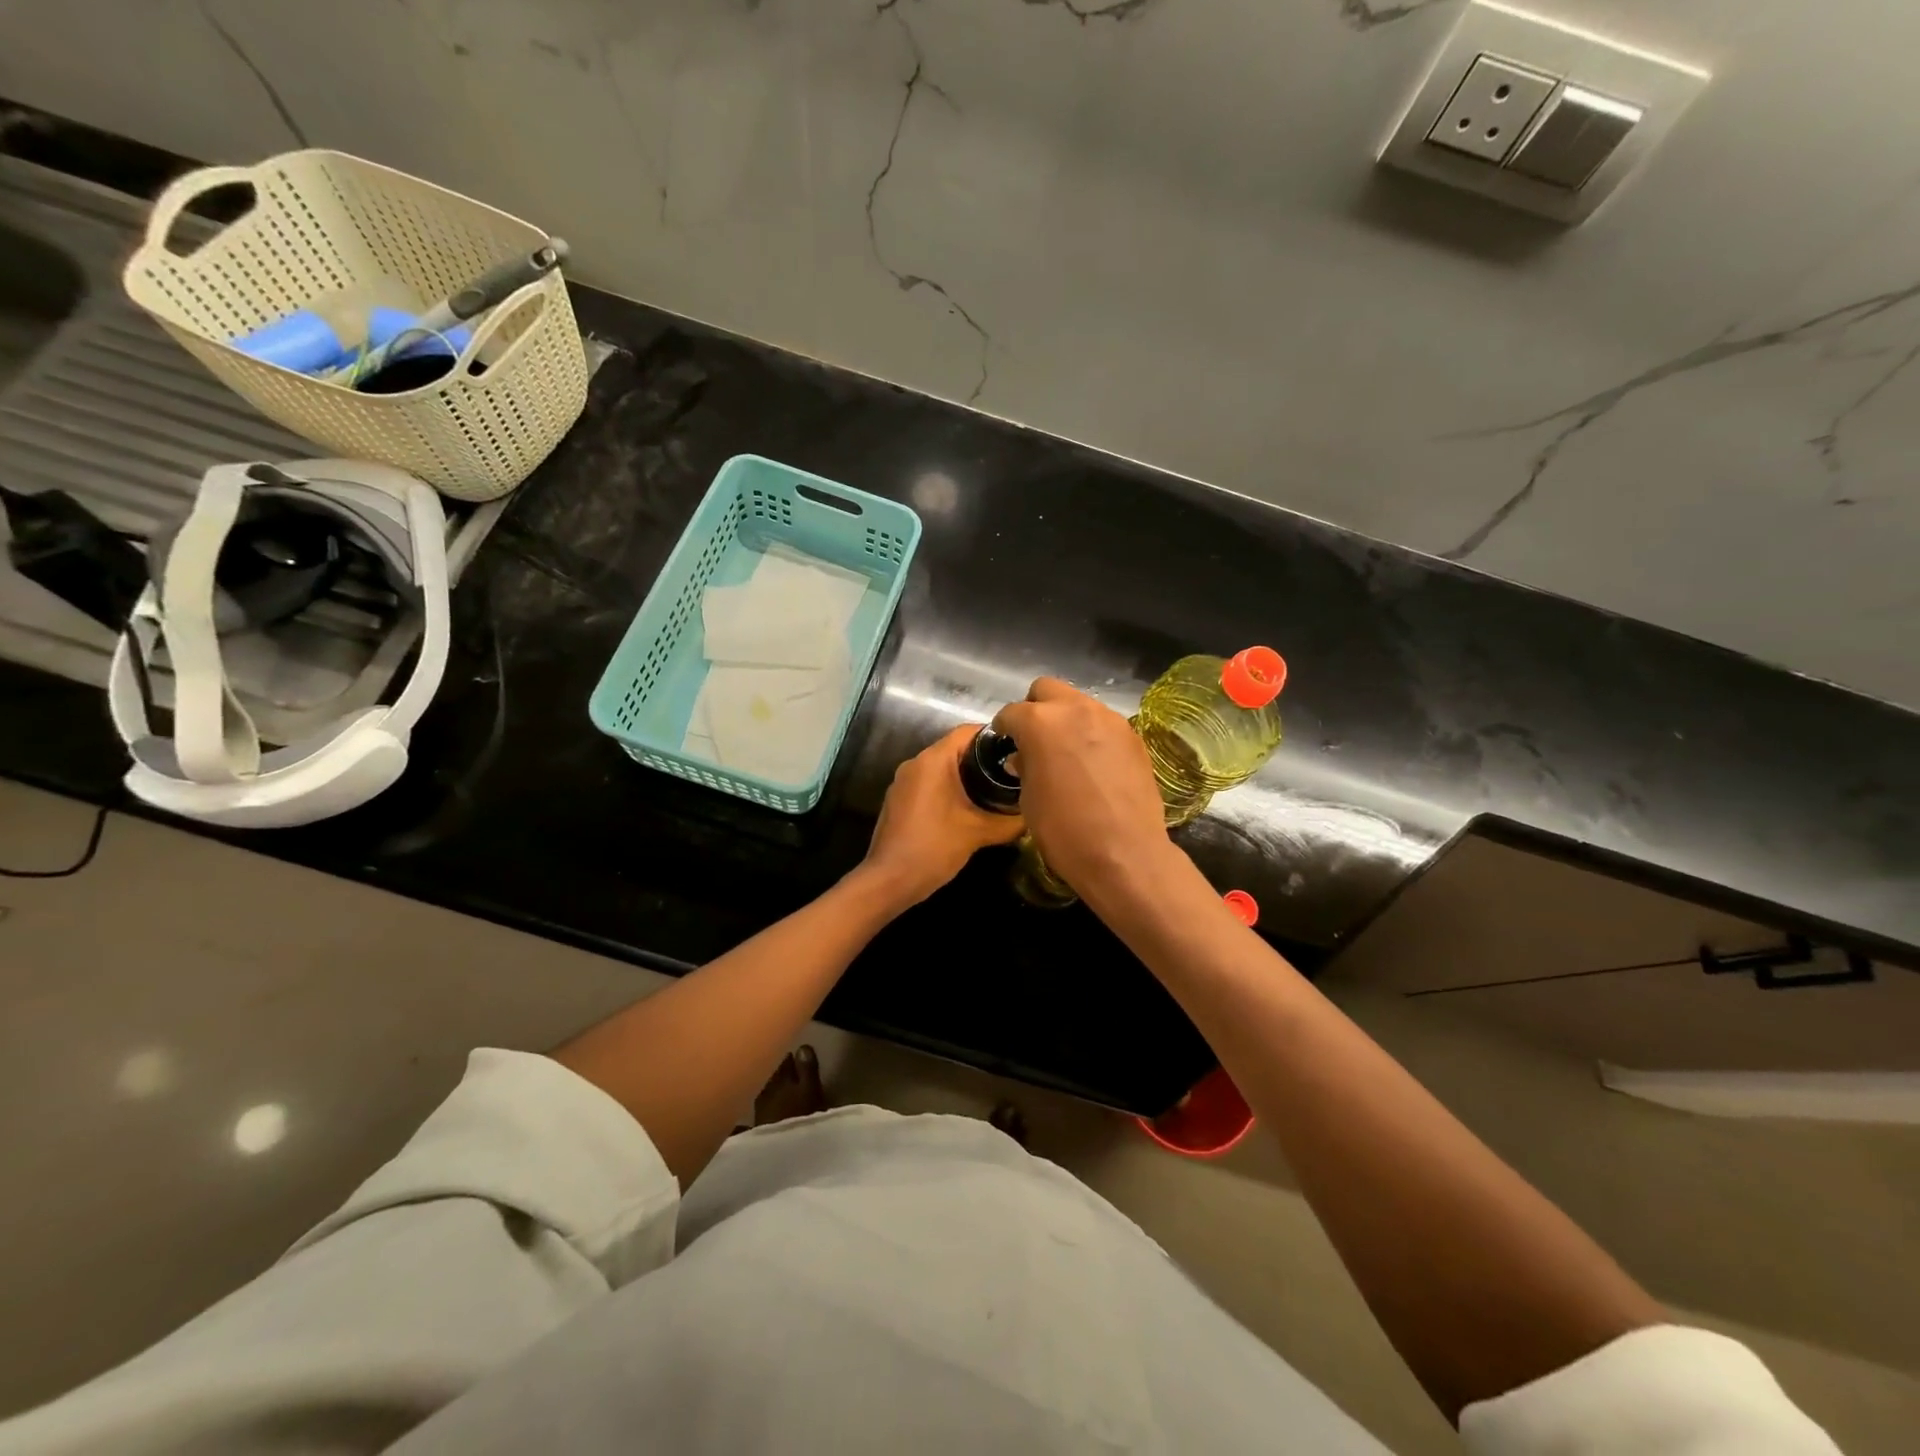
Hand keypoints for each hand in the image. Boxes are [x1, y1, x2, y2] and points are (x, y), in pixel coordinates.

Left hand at [856, 725, 1024, 909]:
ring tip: (995, 791)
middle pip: (955, 748)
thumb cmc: (934, 848)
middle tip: (1011, 773)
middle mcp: (915, 763)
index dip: (994, 736)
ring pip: (941, 768)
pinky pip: (929, 784)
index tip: (1017, 749)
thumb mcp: (979, 833)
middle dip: (983, 759)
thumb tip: (1033, 814)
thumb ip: (1010, 821)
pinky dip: (948, 789)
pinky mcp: (898, 800)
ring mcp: (902, 782)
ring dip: (966, 776)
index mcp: (933, 760)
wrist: (889, 880)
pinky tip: (967, 809)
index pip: (967, 731)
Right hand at [992, 679, 1172, 897]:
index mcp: (1040, 722)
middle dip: (1036, 708)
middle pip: (1047, 689)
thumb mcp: (1029, 800)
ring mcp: (1109, 720)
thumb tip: (1024, 758)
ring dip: (1067, 719)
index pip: (1012, 713)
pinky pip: (1104, 724)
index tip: (1005, 742)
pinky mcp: (1133, 736)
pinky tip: (1093, 763)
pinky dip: (1092, 734)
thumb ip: (1025, 768)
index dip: (1004, 728)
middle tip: (1034, 738)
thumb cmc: (1064, 830)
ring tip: (1066, 751)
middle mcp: (1075, 709)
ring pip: (1079, 703)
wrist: (1124, 852)